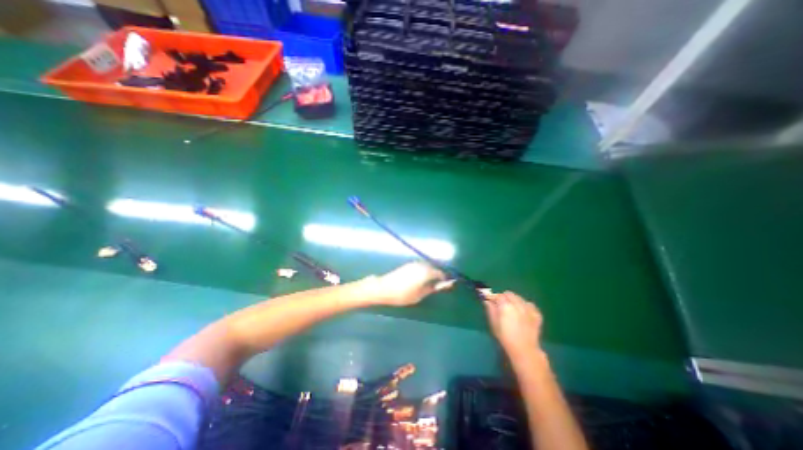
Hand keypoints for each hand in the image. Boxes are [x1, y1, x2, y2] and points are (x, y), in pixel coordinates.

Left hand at [366, 261, 453, 306]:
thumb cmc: (403, 294)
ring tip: (430, 284)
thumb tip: (446, 284)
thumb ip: (434, 288)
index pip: (441, 273)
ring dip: (431, 273)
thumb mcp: (421, 294)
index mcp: (426, 271)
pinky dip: (424, 271)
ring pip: (427, 266)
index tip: (447, 285)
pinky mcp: (408, 264)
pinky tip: (421, 279)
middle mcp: (422, 264)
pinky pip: (421, 266)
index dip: (445, 279)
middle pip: (434, 268)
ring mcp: (414, 263)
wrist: (384, 288)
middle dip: (438, 275)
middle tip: (438, 286)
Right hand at [482, 290, 544, 359]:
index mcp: (505, 305)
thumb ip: (491, 310)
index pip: (498, 295)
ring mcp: (528, 308)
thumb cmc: (505, 337)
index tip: (491, 301)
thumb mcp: (494, 324)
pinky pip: (530, 304)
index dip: (494, 297)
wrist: (524, 349)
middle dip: (504, 297)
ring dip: (514, 300)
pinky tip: (523, 312)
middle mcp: (517, 304)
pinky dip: (525, 306)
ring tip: (513, 309)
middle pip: (509, 294)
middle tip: (501, 305)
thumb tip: (487, 301)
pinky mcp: (536, 314)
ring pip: (519, 298)